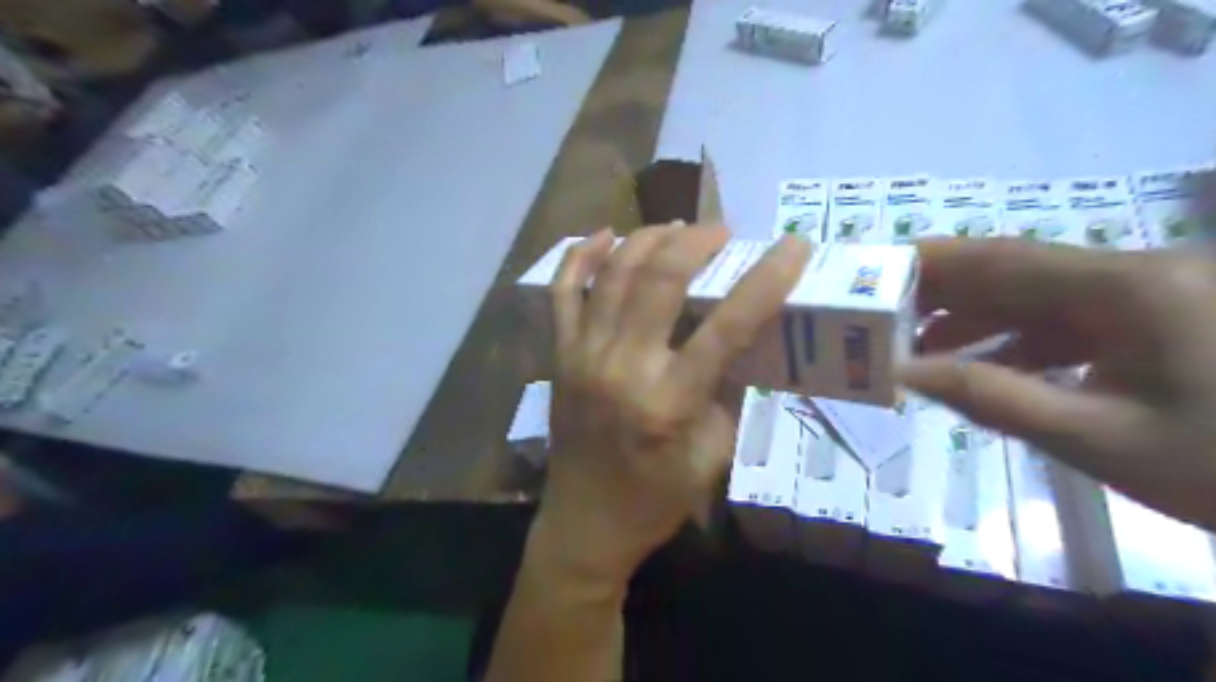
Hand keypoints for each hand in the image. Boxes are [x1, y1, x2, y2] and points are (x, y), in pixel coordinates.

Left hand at [533, 226, 805, 589]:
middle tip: (721, 232)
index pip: (728, 326)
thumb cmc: (655, 499)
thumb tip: (741, 339)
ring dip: (647, 240)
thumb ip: (728, 392)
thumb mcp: (712, 455)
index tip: (795, 244)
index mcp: (669, 401)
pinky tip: (605, 235)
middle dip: (697, 242)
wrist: (585, 524)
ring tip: (676, 229)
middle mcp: (621, 367)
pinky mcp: (558, 355)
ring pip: (612, 274)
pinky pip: (561, 293)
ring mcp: (582, 356)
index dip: (767, 278)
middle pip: (660, 280)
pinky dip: (580, 257)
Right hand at [896, 240, 1215, 531]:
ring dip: (978, 319)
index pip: (1002, 260)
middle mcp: (1134, 275)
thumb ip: (992, 398)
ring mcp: (1151, 296)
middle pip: (1015, 271)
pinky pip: (1070, 319)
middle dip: (944, 291)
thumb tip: (907, 373)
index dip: (933, 262)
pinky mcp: (1159, 320)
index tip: (875, 270)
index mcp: (1123, 290)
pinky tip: (987, 365)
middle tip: (883, 311)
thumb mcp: (1096, 438)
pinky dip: (1021, 340)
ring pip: (1040, 295)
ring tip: (921, 346)